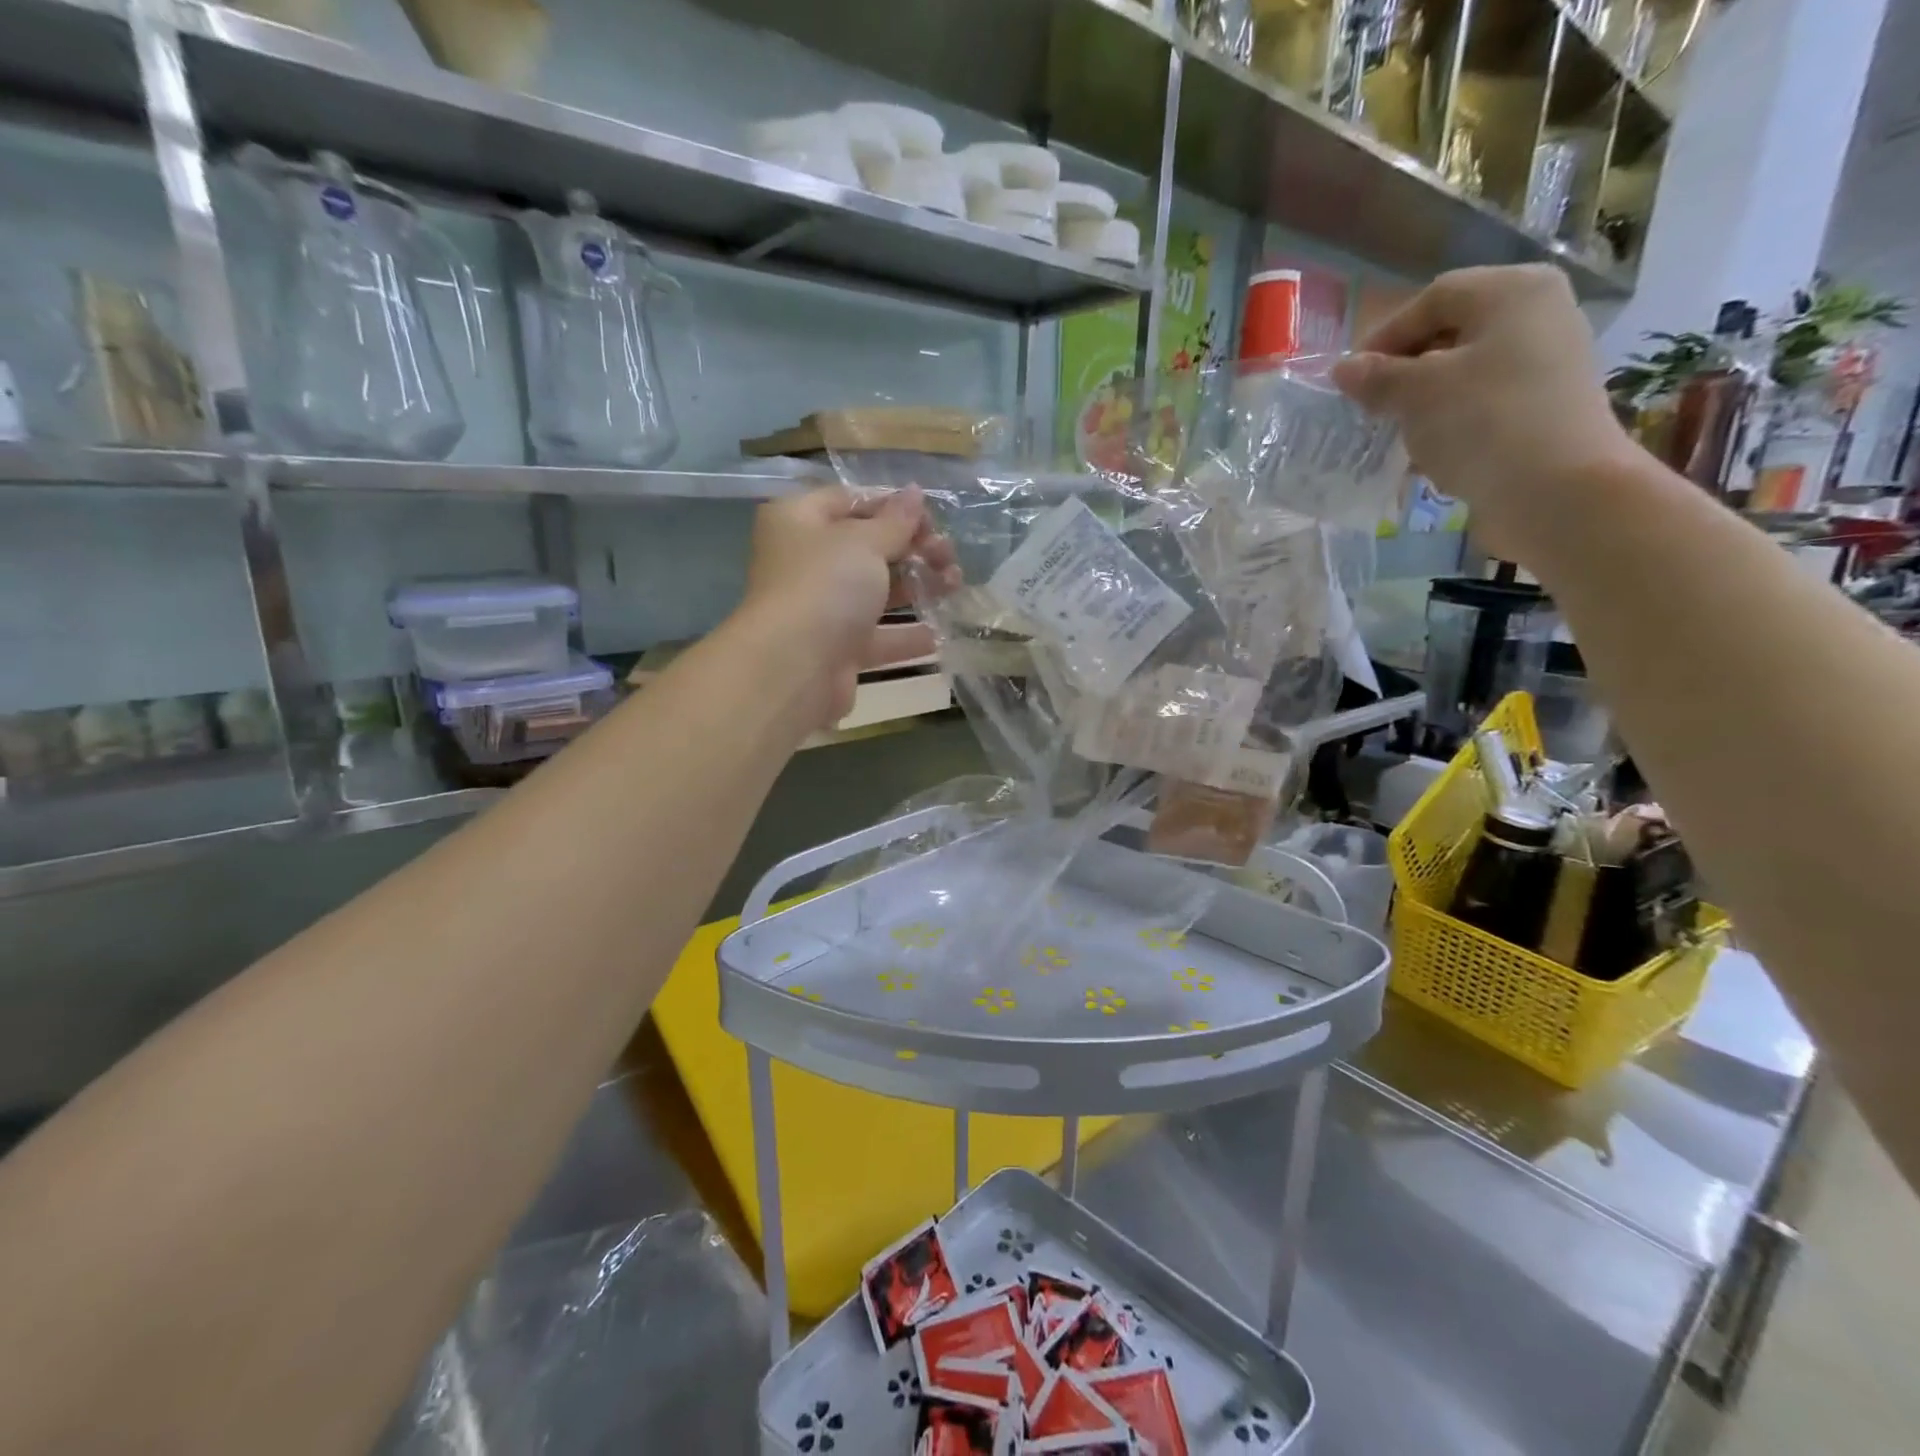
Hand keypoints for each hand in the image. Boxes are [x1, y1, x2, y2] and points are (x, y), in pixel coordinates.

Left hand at [737, 484, 958, 729]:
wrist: (795, 668)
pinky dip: (908, 634)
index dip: (891, 506)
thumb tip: (914, 492)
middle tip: (947, 554)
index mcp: (798, 521)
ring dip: (917, 587)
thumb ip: (895, 521)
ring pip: (876, 592)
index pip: (849, 500)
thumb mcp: (864, 542)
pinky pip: (878, 636)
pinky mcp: (837, 650)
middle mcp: (805, 563)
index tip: (930, 518)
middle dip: (912, 548)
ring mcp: (821, 609)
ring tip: (955, 586)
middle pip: (866, 548)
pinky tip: (941, 631)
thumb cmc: (825, 586)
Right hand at [1331, 264, 1640, 563]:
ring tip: (1395, 431)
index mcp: (1512, 292)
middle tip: (1370, 405)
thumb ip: (1376, 377)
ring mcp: (1547, 363)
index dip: (1385, 336)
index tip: (1350, 379)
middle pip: (1452, 332)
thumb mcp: (1417, 394)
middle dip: (1404, 369)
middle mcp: (1538, 315)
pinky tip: (1428, 452)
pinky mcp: (1544, 408)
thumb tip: (1344, 369)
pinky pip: (1483, 403)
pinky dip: (1450, 421)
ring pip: (1465, 371)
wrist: (1556, 490)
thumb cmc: (1483, 422)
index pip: (1432, 299)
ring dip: (1424, 400)